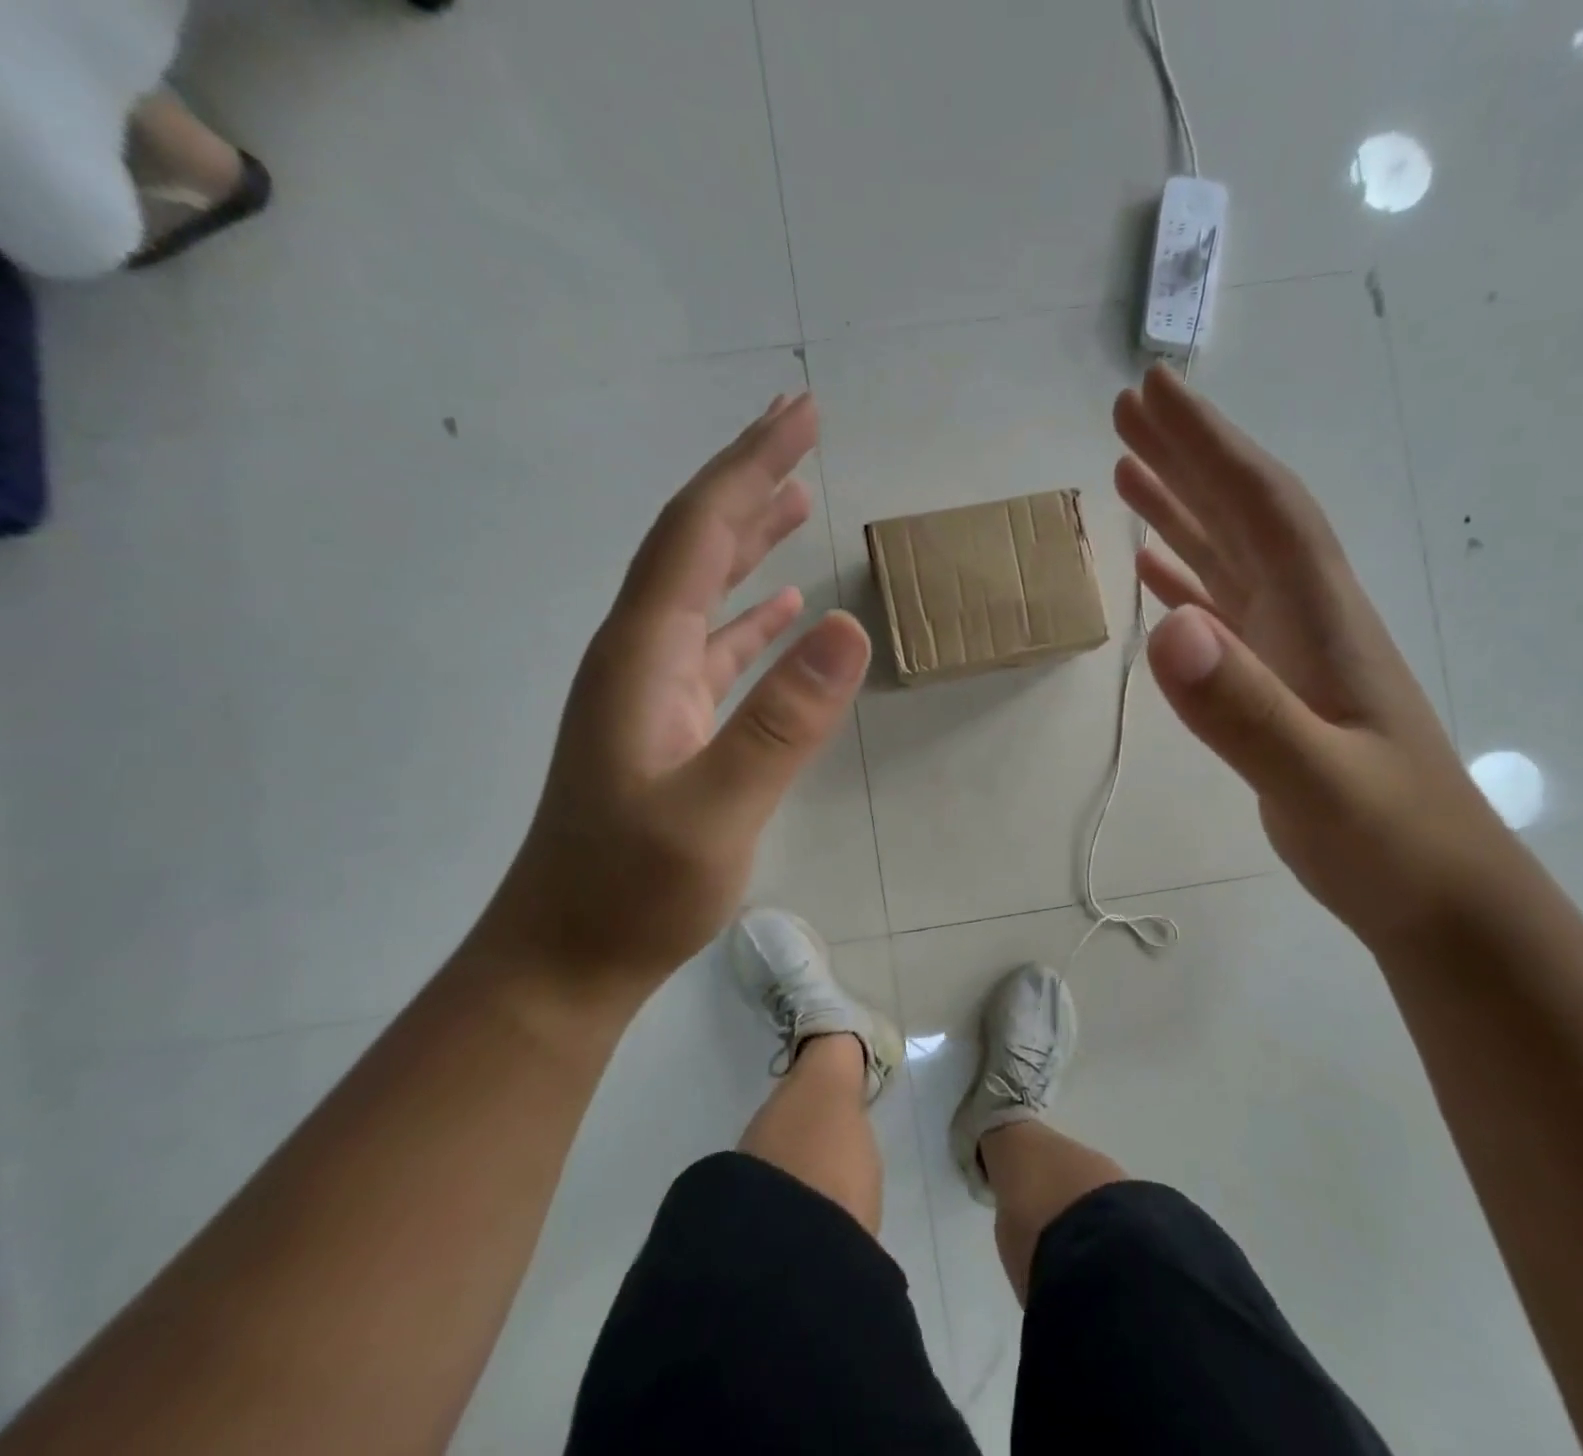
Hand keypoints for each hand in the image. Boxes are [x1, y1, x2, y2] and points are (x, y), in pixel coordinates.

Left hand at [483, 394, 869, 994]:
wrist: (565, 959)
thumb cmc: (633, 891)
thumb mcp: (717, 810)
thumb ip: (783, 719)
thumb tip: (848, 624)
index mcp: (643, 654)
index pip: (697, 532)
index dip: (749, 467)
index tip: (802, 415)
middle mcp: (640, 654)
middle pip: (694, 543)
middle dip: (748, 479)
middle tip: (802, 427)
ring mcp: (652, 690)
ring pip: (703, 589)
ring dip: (748, 537)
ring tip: (797, 496)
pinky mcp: (668, 725)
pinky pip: (714, 645)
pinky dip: (750, 612)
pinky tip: (783, 606)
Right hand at [1113, 365, 1514, 946]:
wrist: (1440, 898)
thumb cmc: (1391, 840)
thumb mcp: (1318, 782)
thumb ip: (1246, 711)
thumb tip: (1167, 630)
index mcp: (1321, 615)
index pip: (1261, 504)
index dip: (1208, 444)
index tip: (1154, 391)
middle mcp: (1308, 615)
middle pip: (1243, 513)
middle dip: (1187, 455)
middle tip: (1127, 409)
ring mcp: (1294, 650)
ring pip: (1231, 556)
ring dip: (1181, 508)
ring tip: (1127, 471)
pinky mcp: (1280, 684)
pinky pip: (1225, 610)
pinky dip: (1187, 578)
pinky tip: (1155, 571)